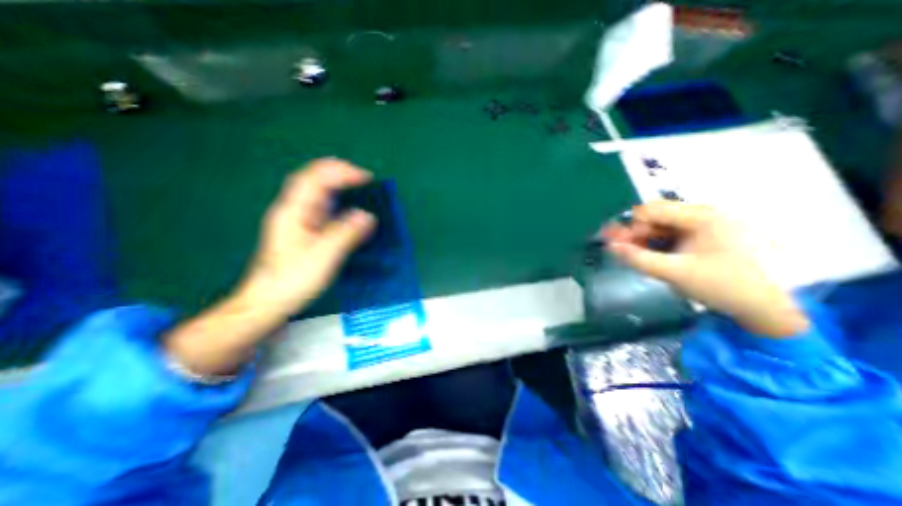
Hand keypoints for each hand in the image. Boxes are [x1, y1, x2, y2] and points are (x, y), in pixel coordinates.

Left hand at [163, 161, 373, 376]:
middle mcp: (294, 210)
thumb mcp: (324, 256)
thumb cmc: (294, 279)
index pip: (316, 179)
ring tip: (359, 187)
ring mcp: (298, 220)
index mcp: (294, 211)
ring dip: (339, 186)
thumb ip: (346, 233)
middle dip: (339, 173)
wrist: (269, 301)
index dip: (341, 172)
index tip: (366, 178)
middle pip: (314, 180)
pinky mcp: (305, 231)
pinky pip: (323, 208)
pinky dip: (338, 202)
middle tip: (364, 178)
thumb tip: (368, 216)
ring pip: (318, 193)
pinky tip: (349, 209)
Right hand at [602, 202, 805, 338]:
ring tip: (642, 259)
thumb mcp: (675, 273)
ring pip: (664, 225)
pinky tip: (659, 258)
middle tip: (628, 253)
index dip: (631, 227)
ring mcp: (708, 225)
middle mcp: (704, 214)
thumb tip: (610, 246)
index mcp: (700, 216)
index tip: (622, 246)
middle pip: (656, 216)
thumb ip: (638, 258)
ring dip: (647, 240)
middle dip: (637, 233)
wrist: (774, 308)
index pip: (650, 210)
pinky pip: (675, 234)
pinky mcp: (709, 236)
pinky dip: (660, 244)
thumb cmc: (725, 286)